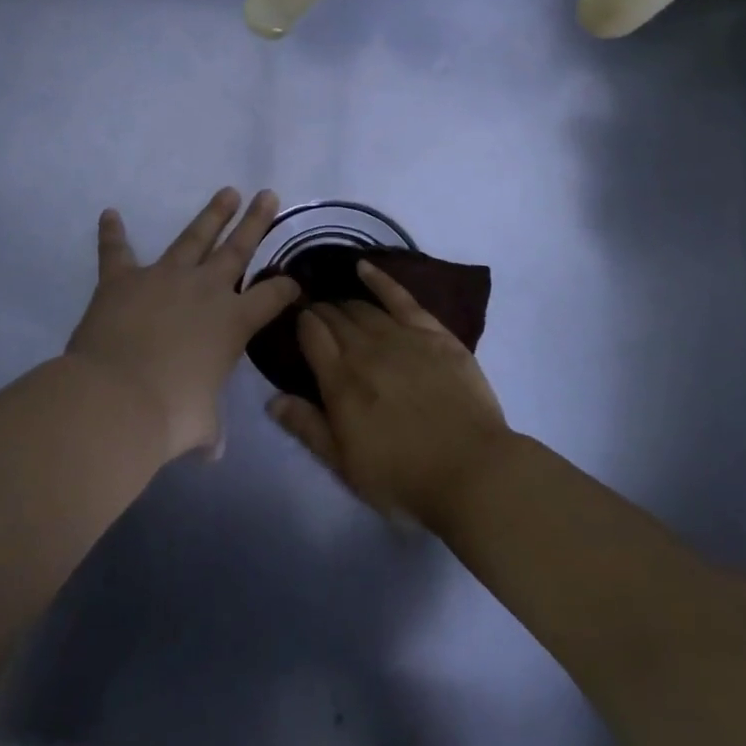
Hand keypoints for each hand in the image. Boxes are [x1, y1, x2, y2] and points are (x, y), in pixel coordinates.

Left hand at [67, 187, 298, 461]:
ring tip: (227, 192)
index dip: (287, 288)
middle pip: (238, 248)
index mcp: (234, 323)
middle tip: (268, 194)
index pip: (273, 297)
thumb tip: (212, 452)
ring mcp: (164, 278)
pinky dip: (112, 234)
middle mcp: (206, 290)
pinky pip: (117, 251)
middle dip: (256, 221)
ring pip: (193, 236)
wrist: (117, 400)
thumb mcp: (200, 426)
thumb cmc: (171, 415)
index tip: (295, 281)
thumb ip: (209, 431)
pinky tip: (109, 214)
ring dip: (211, 214)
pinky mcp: (122, 280)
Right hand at [266, 260, 513, 529]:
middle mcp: (366, 350)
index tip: (295, 321)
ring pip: (364, 308)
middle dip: (320, 311)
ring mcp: (403, 337)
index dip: (300, 323)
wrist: (472, 470)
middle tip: (313, 313)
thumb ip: (308, 428)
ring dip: (345, 303)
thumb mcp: (345, 465)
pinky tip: (364, 268)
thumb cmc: (403, 476)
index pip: (311, 335)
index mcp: (340, 381)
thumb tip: (272, 400)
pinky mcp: (435, 334)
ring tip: (336, 304)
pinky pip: (402, 298)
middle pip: (335, 318)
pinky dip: (380, 280)